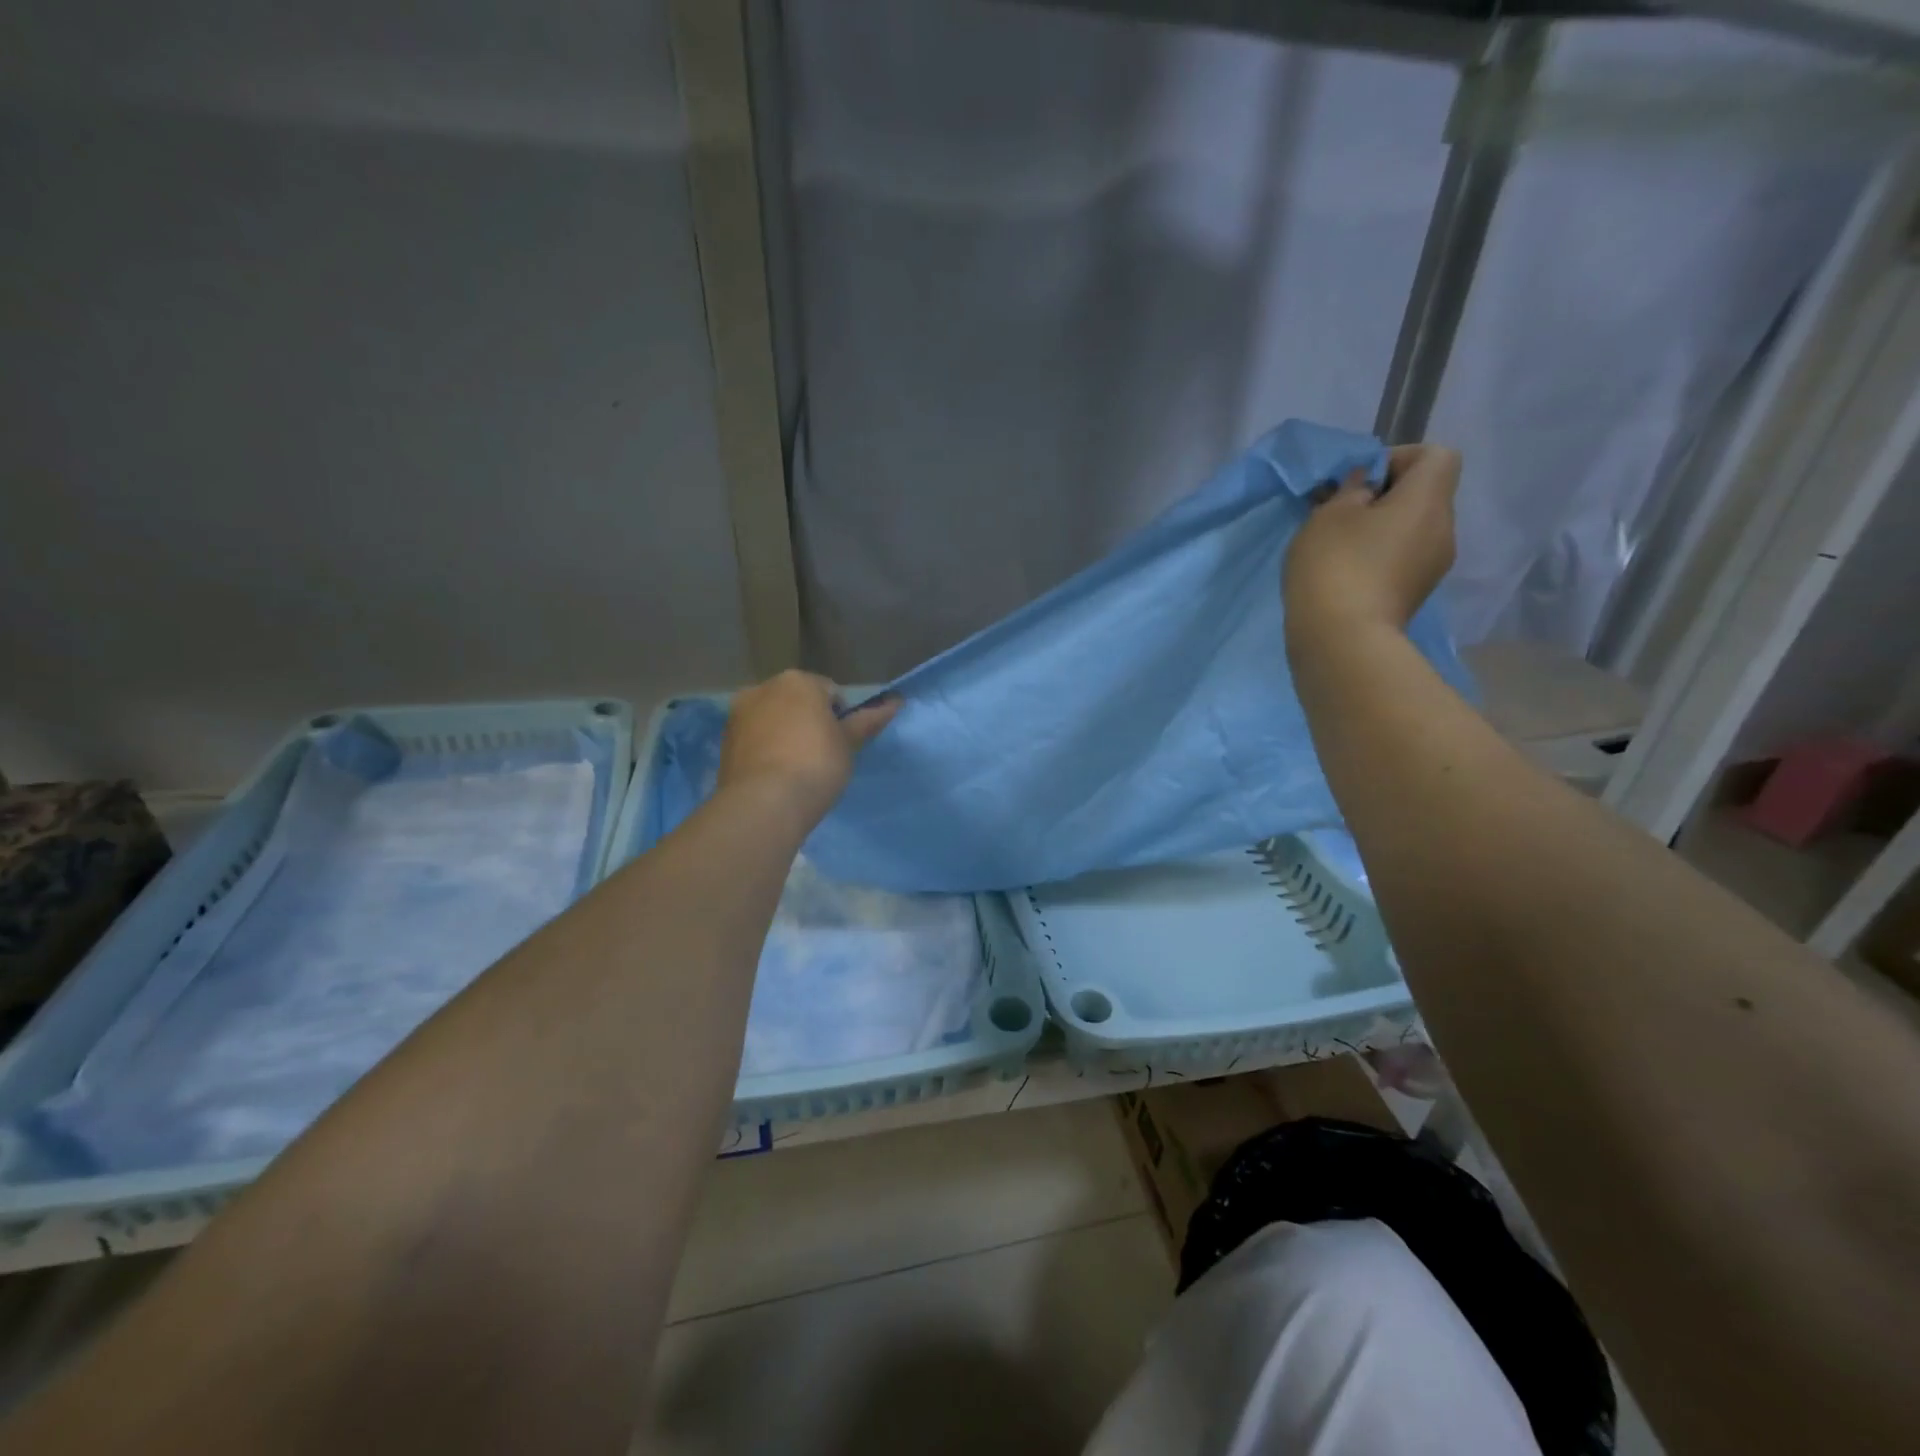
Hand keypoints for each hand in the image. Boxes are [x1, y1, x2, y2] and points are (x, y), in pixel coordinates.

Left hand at [717, 670, 899, 823]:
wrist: (764, 803)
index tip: (842, 745)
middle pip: (796, 702)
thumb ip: (868, 721)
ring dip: (785, 735)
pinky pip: (755, 740)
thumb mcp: (848, 744)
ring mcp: (738, 715)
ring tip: (797, 769)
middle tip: (822, 757)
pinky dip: (766, 751)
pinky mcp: (725, 742)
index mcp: (797, 681)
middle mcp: (762, 688)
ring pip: (772, 720)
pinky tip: (776, 776)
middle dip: (808, 722)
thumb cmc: (816, 765)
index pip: (830, 692)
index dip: (841, 718)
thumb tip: (896, 702)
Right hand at [1283, 444, 1459, 640]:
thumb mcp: (1328, 515)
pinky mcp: (1414, 594)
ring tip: (1337, 546)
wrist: (1342, 640)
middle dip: (1384, 496)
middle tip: (1339, 513)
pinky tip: (1344, 573)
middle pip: (1423, 495)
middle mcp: (1443, 529)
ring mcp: (1432, 567)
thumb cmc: (1335, 566)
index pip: (1436, 456)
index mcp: (1429, 500)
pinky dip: (1379, 556)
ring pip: (1411, 529)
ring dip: (1379, 529)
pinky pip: (1403, 559)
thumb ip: (1350, 489)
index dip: (1398, 458)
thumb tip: (1366, 484)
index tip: (1359, 481)